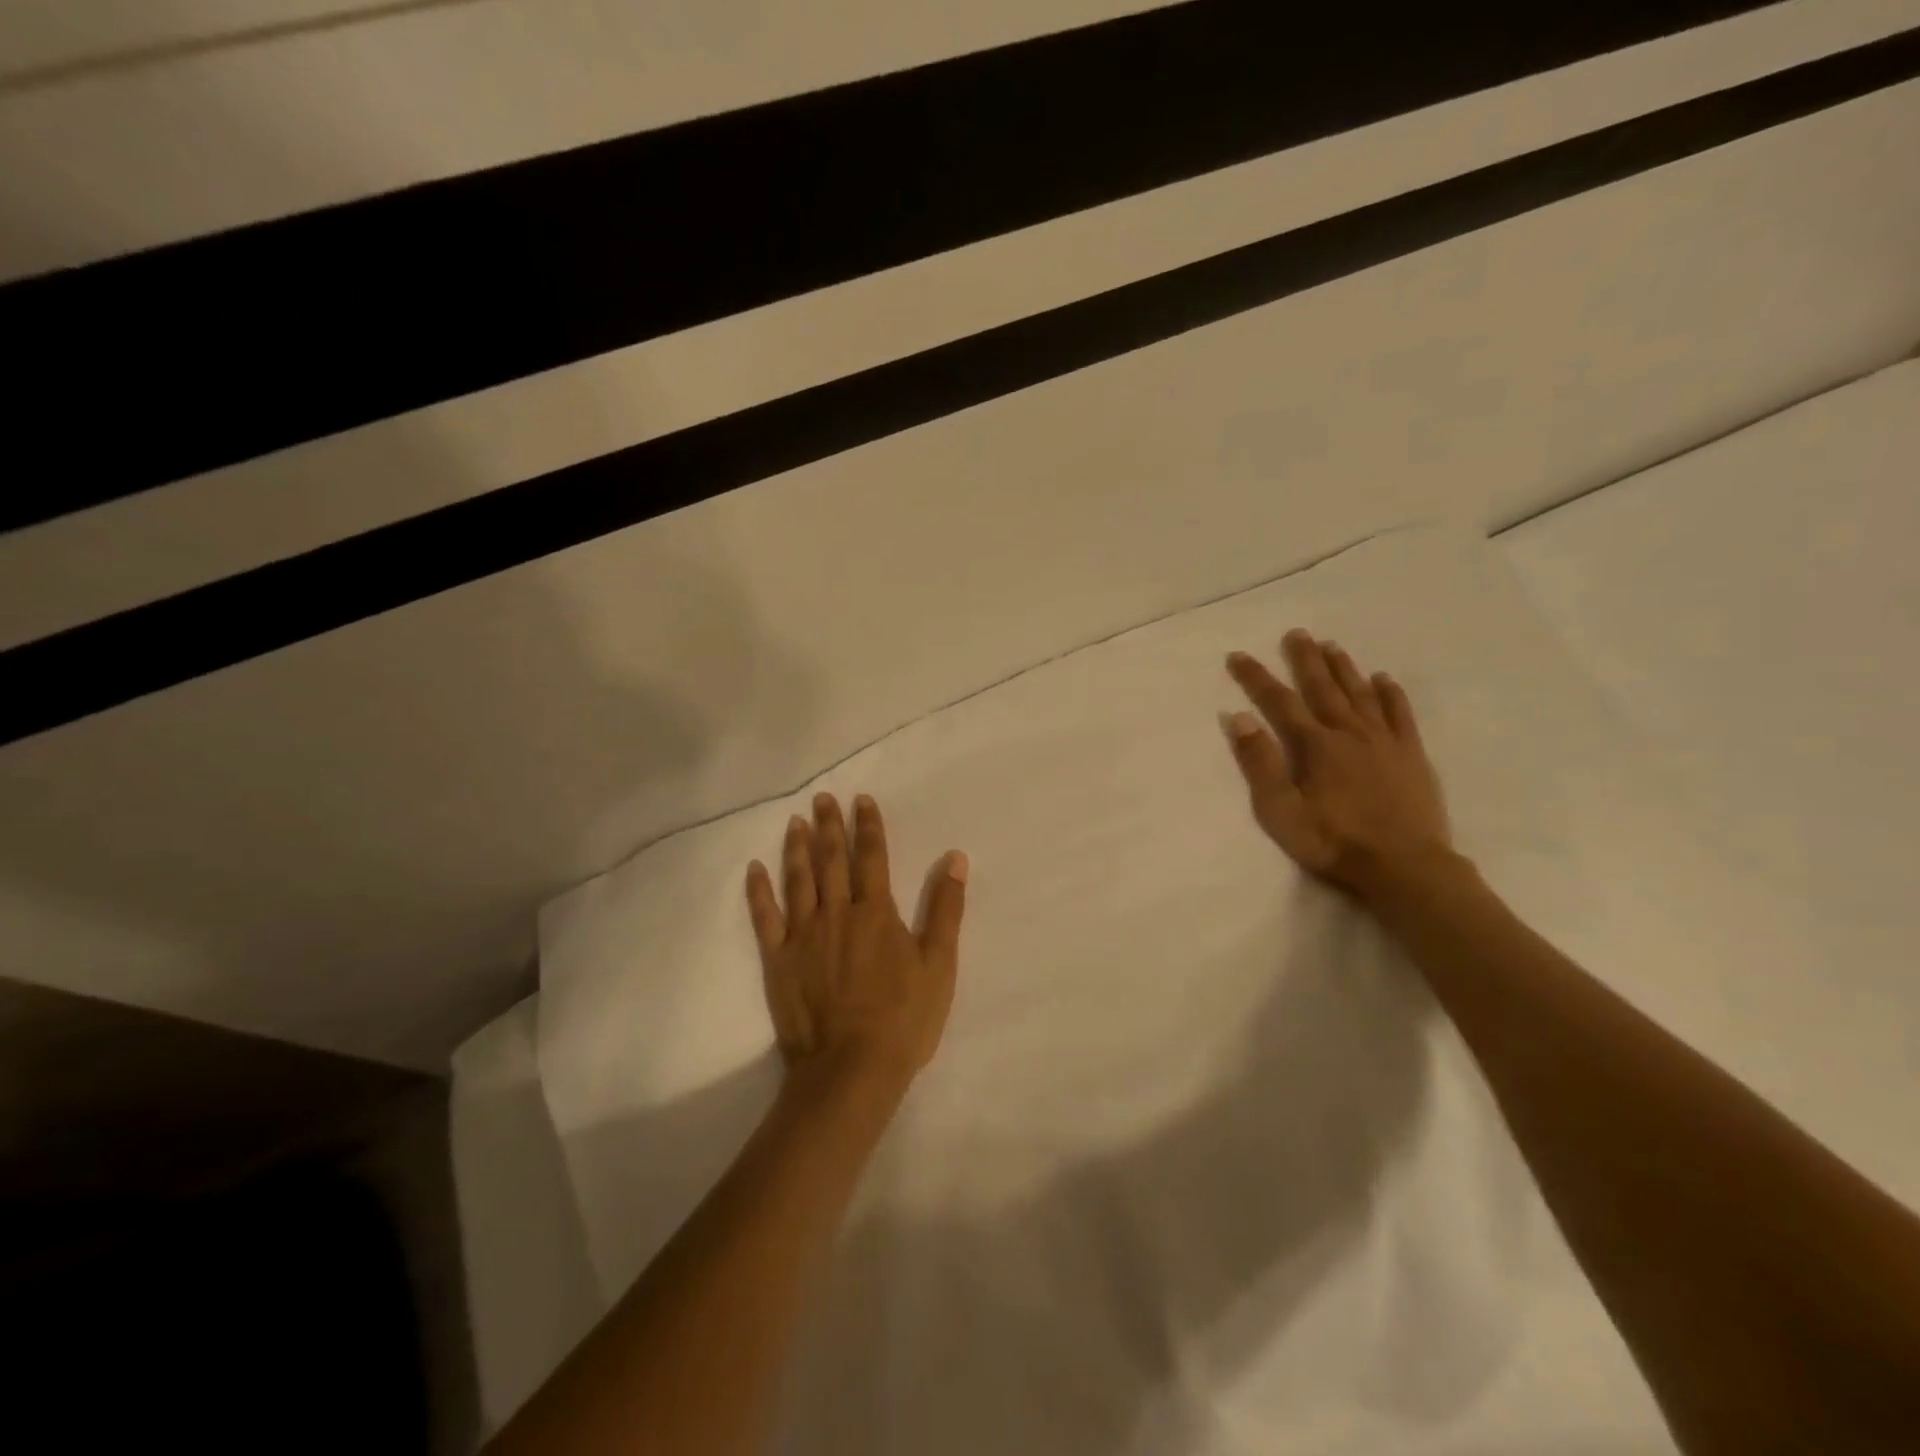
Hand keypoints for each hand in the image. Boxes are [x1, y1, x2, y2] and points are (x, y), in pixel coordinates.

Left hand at [745, 792, 968, 1094]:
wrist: (852, 1069)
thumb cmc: (903, 1018)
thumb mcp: (939, 964)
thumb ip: (945, 909)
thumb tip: (955, 858)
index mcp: (876, 913)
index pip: (872, 857)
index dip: (868, 826)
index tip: (861, 800)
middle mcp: (837, 914)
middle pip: (832, 860)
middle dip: (829, 826)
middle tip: (822, 798)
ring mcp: (803, 935)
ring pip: (798, 880)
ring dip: (797, 848)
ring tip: (795, 821)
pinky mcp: (778, 960)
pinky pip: (764, 918)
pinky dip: (759, 891)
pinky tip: (754, 868)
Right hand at [1223, 630, 1452, 902]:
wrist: (1404, 866)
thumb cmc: (1333, 842)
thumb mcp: (1280, 810)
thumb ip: (1259, 763)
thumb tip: (1238, 718)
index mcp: (1315, 745)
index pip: (1278, 702)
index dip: (1256, 678)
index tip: (1238, 656)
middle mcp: (1349, 732)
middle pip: (1322, 687)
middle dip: (1305, 659)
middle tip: (1296, 633)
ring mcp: (1384, 741)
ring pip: (1360, 693)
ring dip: (1343, 668)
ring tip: (1331, 645)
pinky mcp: (1411, 755)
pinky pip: (1400, 714)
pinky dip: (1390, 693)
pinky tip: (1383, 679)